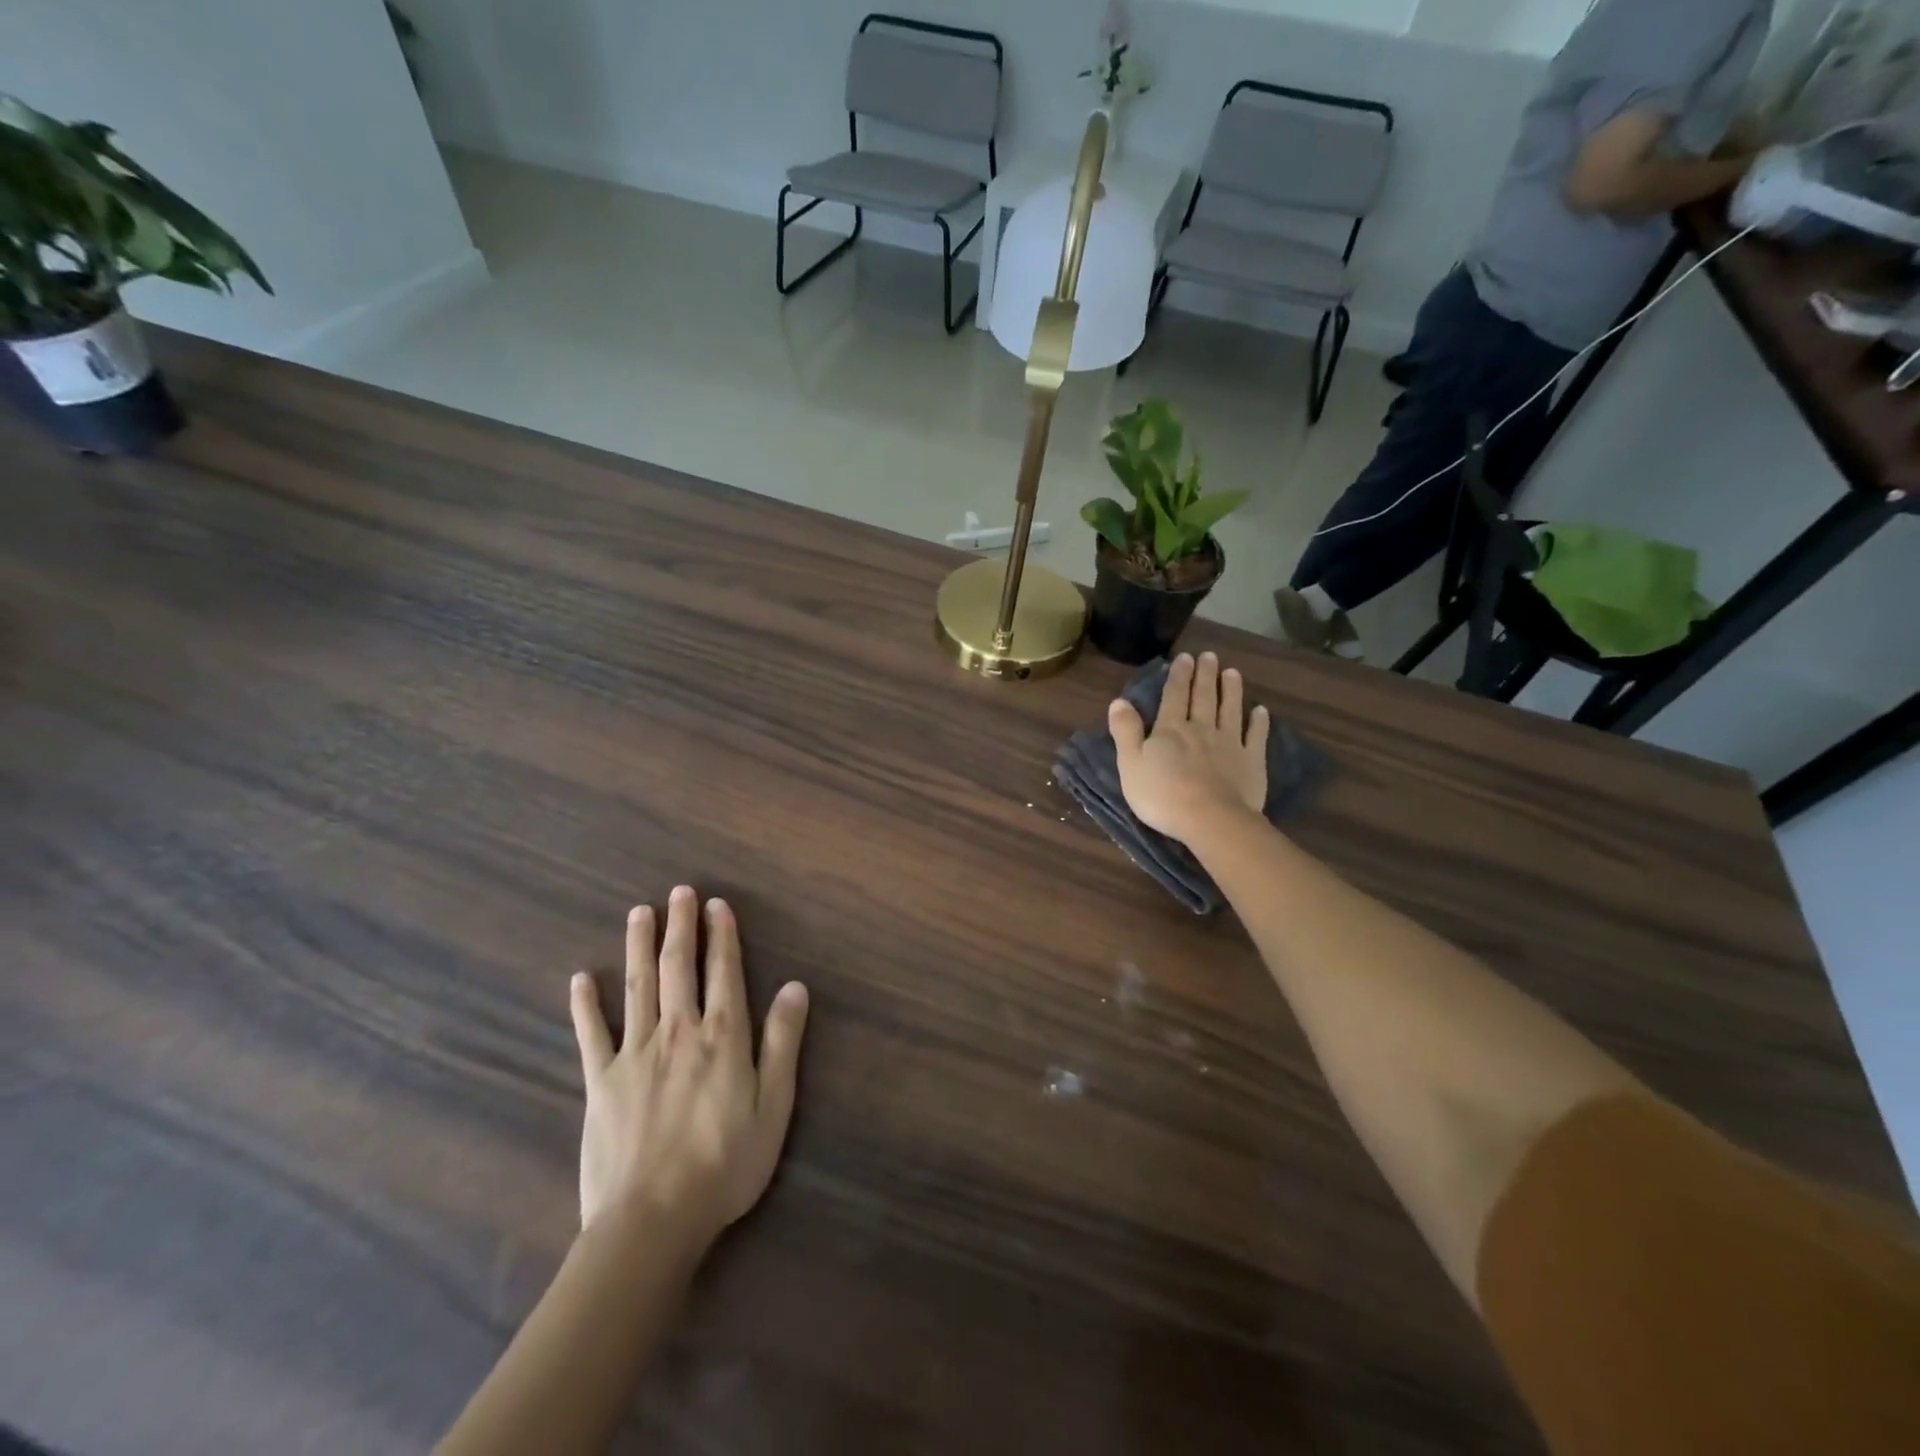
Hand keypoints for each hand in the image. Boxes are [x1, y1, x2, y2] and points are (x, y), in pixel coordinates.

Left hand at [569, 886, 808, 1247]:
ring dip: (640, 946)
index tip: (717, 904)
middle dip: (681, 925)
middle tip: (679, 891)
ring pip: (638, 986)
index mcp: (723, 1035)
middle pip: (679, 966)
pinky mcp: (601, 1081)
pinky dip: (585, 1004)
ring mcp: (635, 1053)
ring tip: (640, 913)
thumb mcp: (774, 1104)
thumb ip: (783, 1041)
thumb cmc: (725, 1163)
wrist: (653, 1218)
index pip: (723, 971)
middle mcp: (678, 1030)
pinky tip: (581, 979)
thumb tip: (795, 986)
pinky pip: (591, 1034)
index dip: (722, 935)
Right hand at [1110, 651, 1267, 843]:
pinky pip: (1255, 737)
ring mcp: (1230, 744)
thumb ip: (1125, 732)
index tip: (1185, 657)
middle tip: (1209, 655)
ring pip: (1230, 710)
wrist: (1210, 820)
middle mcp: (1201, 729)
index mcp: (1171, 729)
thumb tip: (1119, 701)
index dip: (1178, 676)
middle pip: (1204, 697)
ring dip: (1231, 690)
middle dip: (1205, 675)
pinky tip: (1261, 711)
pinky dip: (1259, 722)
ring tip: (1233, 672)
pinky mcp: (1251, 762)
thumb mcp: (1130, 764)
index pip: (1173, 696)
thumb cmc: (1163, 795)